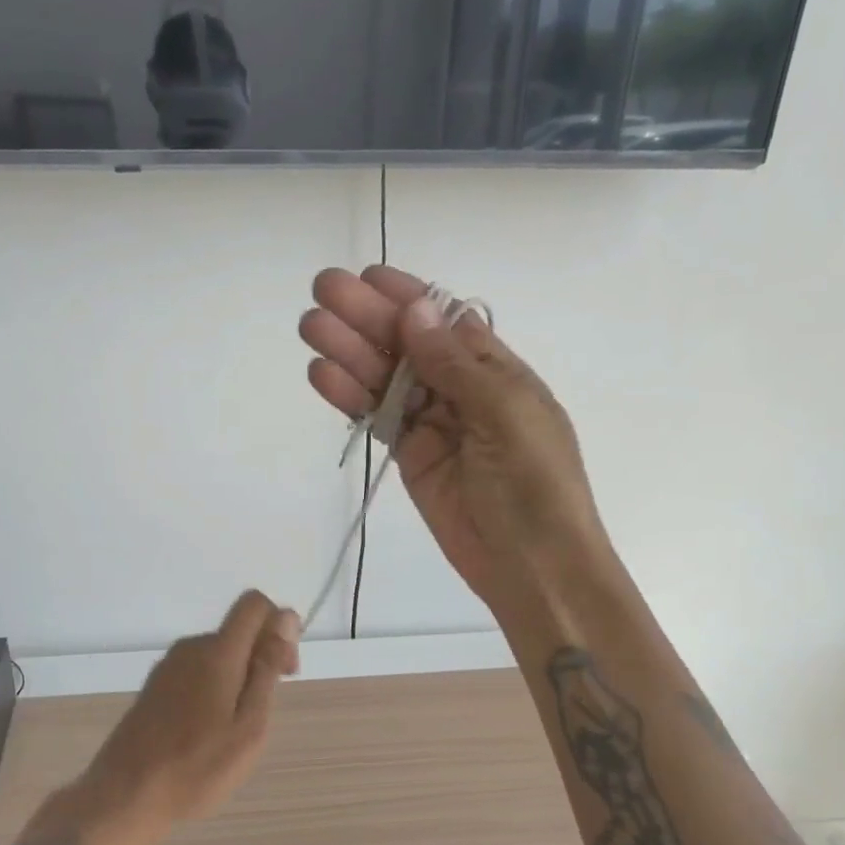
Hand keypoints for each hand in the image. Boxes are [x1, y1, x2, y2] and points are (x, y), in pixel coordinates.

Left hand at [84, 591, 301, 839]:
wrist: (125, 795)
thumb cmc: (197, 767)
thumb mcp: (249, 726)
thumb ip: (267, 669)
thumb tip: (285, 619)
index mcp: (217, 652)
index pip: (254, 604)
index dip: (279, 624)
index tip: (286, 668)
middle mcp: (190, 648)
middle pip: (238, 631)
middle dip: (263, 657)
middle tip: (265, 711)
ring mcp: (168, 666)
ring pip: (219, 653)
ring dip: (239, 676)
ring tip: (236, 730)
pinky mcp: (155, 686)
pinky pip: (198, 670)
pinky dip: (215, 687)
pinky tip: (209, 731)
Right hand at [300, 265, 612, 612]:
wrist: (533, 566)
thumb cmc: (535, 485)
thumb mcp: (506, 414)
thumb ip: (455, 365)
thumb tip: (416, 310)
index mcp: (497, 371)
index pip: (446, 321)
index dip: (407, 297)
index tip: (366, 277)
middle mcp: (462, 390)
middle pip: (408, 345)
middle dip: (367, 318)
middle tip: (321, 292)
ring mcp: (433, 424)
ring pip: (386, 379)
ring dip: (349, 352)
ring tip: (309, 327)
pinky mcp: (410, 457)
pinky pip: (377, 418)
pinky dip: (351, 398)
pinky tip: (322, 375)